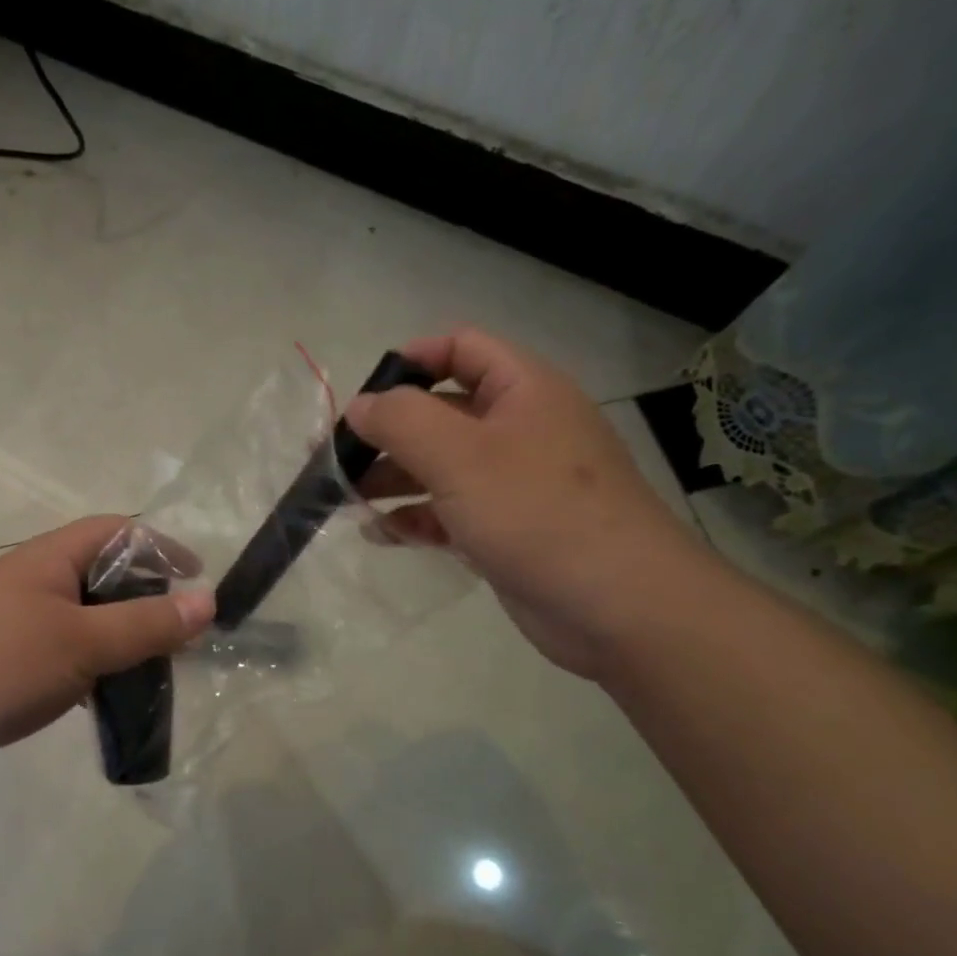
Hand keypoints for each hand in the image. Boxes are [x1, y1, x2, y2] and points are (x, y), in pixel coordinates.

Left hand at [0, 516, 214, 790]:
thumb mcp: (82, 643)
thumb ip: (147, 624)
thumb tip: (209, 602)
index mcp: (51, 559)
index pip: (118, 532)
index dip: (161, 548)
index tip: (197, 580)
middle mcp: (34, 580)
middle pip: (104, 576)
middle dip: (147, 600)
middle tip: (181, 635)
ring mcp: (15, 621)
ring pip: (85, 619)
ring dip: (121, 639)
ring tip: (154, 670)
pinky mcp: (3, 661)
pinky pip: (62, 652)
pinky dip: (91, 667)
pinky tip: (105, 696)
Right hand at [347, 328, 713, 676]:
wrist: (620, 607)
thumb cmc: (536, 512)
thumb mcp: (459, 455)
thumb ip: (400, 421)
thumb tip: (359, 406)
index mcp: (523, 390)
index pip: (460, 348)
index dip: (410, 361)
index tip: (364, 397)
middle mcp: (521, 429)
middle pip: (442, 413)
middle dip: (388, 433)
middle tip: (336, 459)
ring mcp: (516, 484)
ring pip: (442, 467)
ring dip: (394, 479)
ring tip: (346, 500)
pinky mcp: (509, 531)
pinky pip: (452, 512)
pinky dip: (417, 518)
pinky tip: (382, 534)